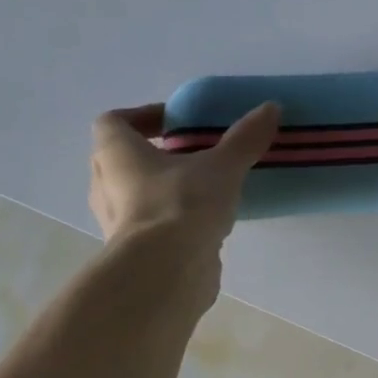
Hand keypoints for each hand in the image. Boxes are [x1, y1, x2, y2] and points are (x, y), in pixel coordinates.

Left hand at [88, 100, 280, 274]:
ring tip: (203, 192)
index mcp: (115, 152)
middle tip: (193, 156)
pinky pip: (150, 226)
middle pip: (123, 159)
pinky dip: (171, 221)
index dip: (143, 116)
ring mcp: (116, 221)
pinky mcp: (135, 251)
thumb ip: (244, 139)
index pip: (114, 121)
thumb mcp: (222, 167)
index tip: (176, 123)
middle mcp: (106, 183)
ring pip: (136, 194)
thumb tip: (271, 107)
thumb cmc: (182, 204)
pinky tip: (203, 225)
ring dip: (163, 190)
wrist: (166, 270)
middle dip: (155, 155)